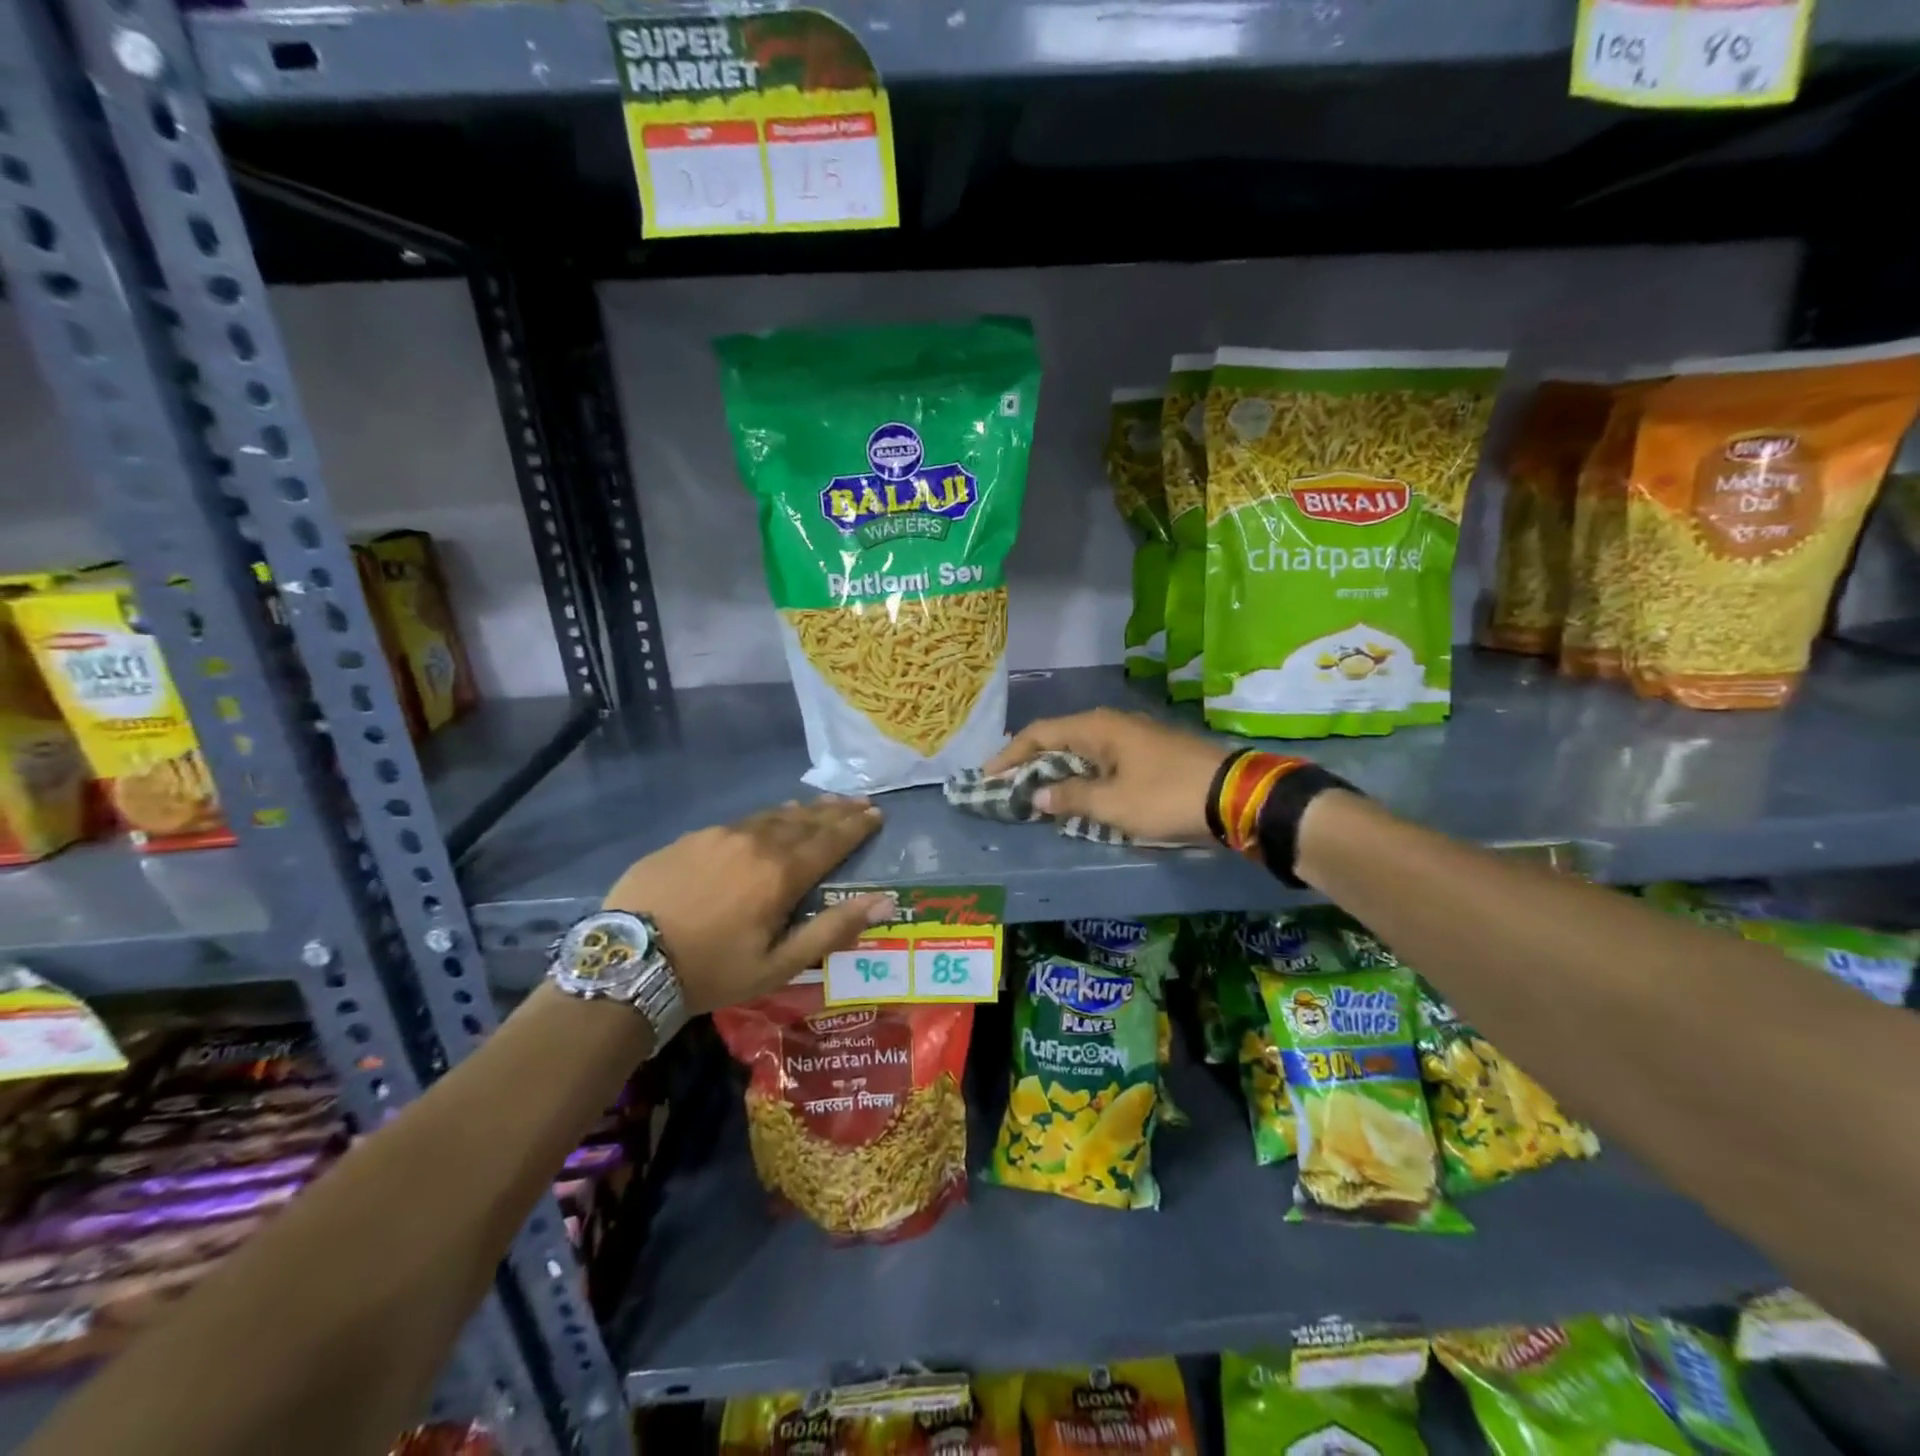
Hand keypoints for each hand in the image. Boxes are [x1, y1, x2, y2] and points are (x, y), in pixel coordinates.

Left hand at [602, 798, 891, 1015]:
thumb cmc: (711, 971)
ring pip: (773, 816)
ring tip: (823, 805)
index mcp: (781, 874)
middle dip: (836, 811)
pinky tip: (769, 819)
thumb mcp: (778, 965)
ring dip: (803, 810)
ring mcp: (720, 835)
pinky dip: (766, 818)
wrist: (627, 962)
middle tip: (859, 802)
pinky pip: (741, 821)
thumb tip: (885, 902)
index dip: (857, 827)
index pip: (831, 841)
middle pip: (806, 820)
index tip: (877, 814)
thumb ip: (832, 930)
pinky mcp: (691, 838)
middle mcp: (756, 843)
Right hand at [983, 709, 1230, 844]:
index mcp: (1097, 728)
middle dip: (1031, 762)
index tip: (988, 776)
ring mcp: (1133, 737)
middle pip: (1059, 738)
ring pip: (1081, 750)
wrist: (1235, 796)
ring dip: (1057, 771)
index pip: (1040, 734)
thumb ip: (1071, 798)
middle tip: (1007, 786)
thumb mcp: (1113, 804)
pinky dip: (1082, 776)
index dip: (1010, 754)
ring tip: (1036, 793)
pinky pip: (1102, 761)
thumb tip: (1037, 797)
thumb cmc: (1166, 796)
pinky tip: (1078, 794)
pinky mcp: (1149, 753)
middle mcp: (1112, 725)